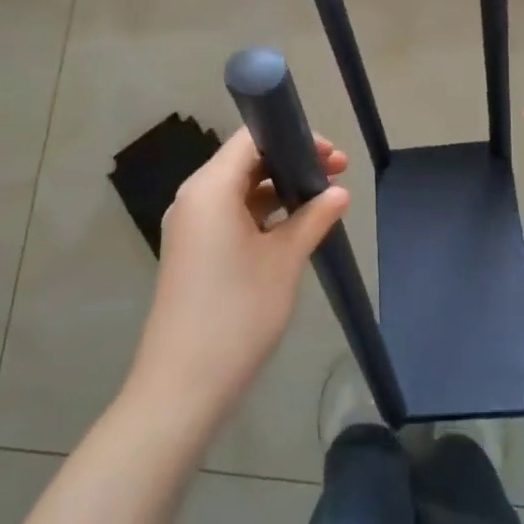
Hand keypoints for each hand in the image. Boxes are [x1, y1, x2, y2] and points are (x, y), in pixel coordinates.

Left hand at [126, 128, 350, 433]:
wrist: (183, 386)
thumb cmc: (237, 313)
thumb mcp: (284, 261)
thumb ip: (313, 218)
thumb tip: (339, 192)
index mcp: (210, 187)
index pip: (252, 138)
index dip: (294, 137)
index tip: (332, 154)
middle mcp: (194, 197)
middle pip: (246, 160)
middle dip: (292, 162)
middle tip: (337, 174)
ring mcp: (191, 225)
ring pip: (239, 189)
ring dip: (279, 189)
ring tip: (323, 199)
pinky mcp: (193, 250)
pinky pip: (230, 214)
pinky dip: (261, 213)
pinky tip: (294, 226)